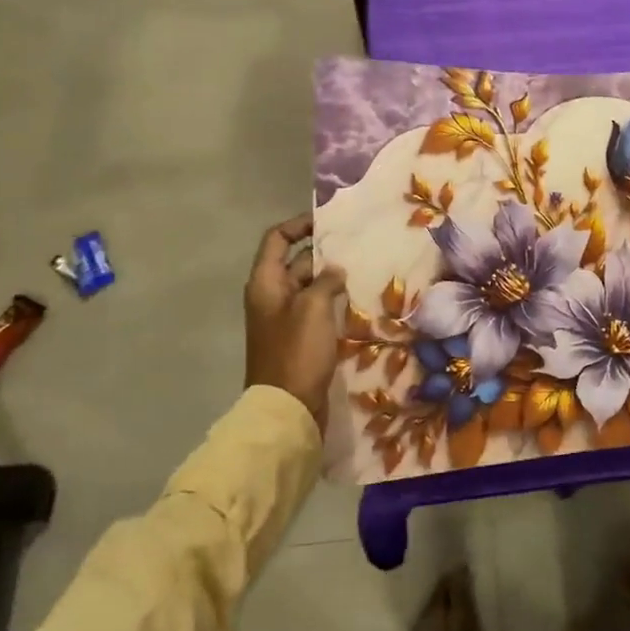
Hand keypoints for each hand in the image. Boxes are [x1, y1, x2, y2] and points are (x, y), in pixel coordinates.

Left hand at [244, 215, 346, 431]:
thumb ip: (325, 281)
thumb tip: (334, 270)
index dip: (299, 225)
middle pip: (295, 262)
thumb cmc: (296, 352)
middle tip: (357, 244)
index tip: (328, 222)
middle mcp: (271, 296)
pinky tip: (357, 299)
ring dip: (331, 278)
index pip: (277, 239)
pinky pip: (316, 309)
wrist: (287, 408)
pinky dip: (333, 300)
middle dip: (323, 252)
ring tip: (363, 268)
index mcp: (266, 283)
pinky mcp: (299, 338)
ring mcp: (285, 319)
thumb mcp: (313, 308)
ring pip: (309, 286)